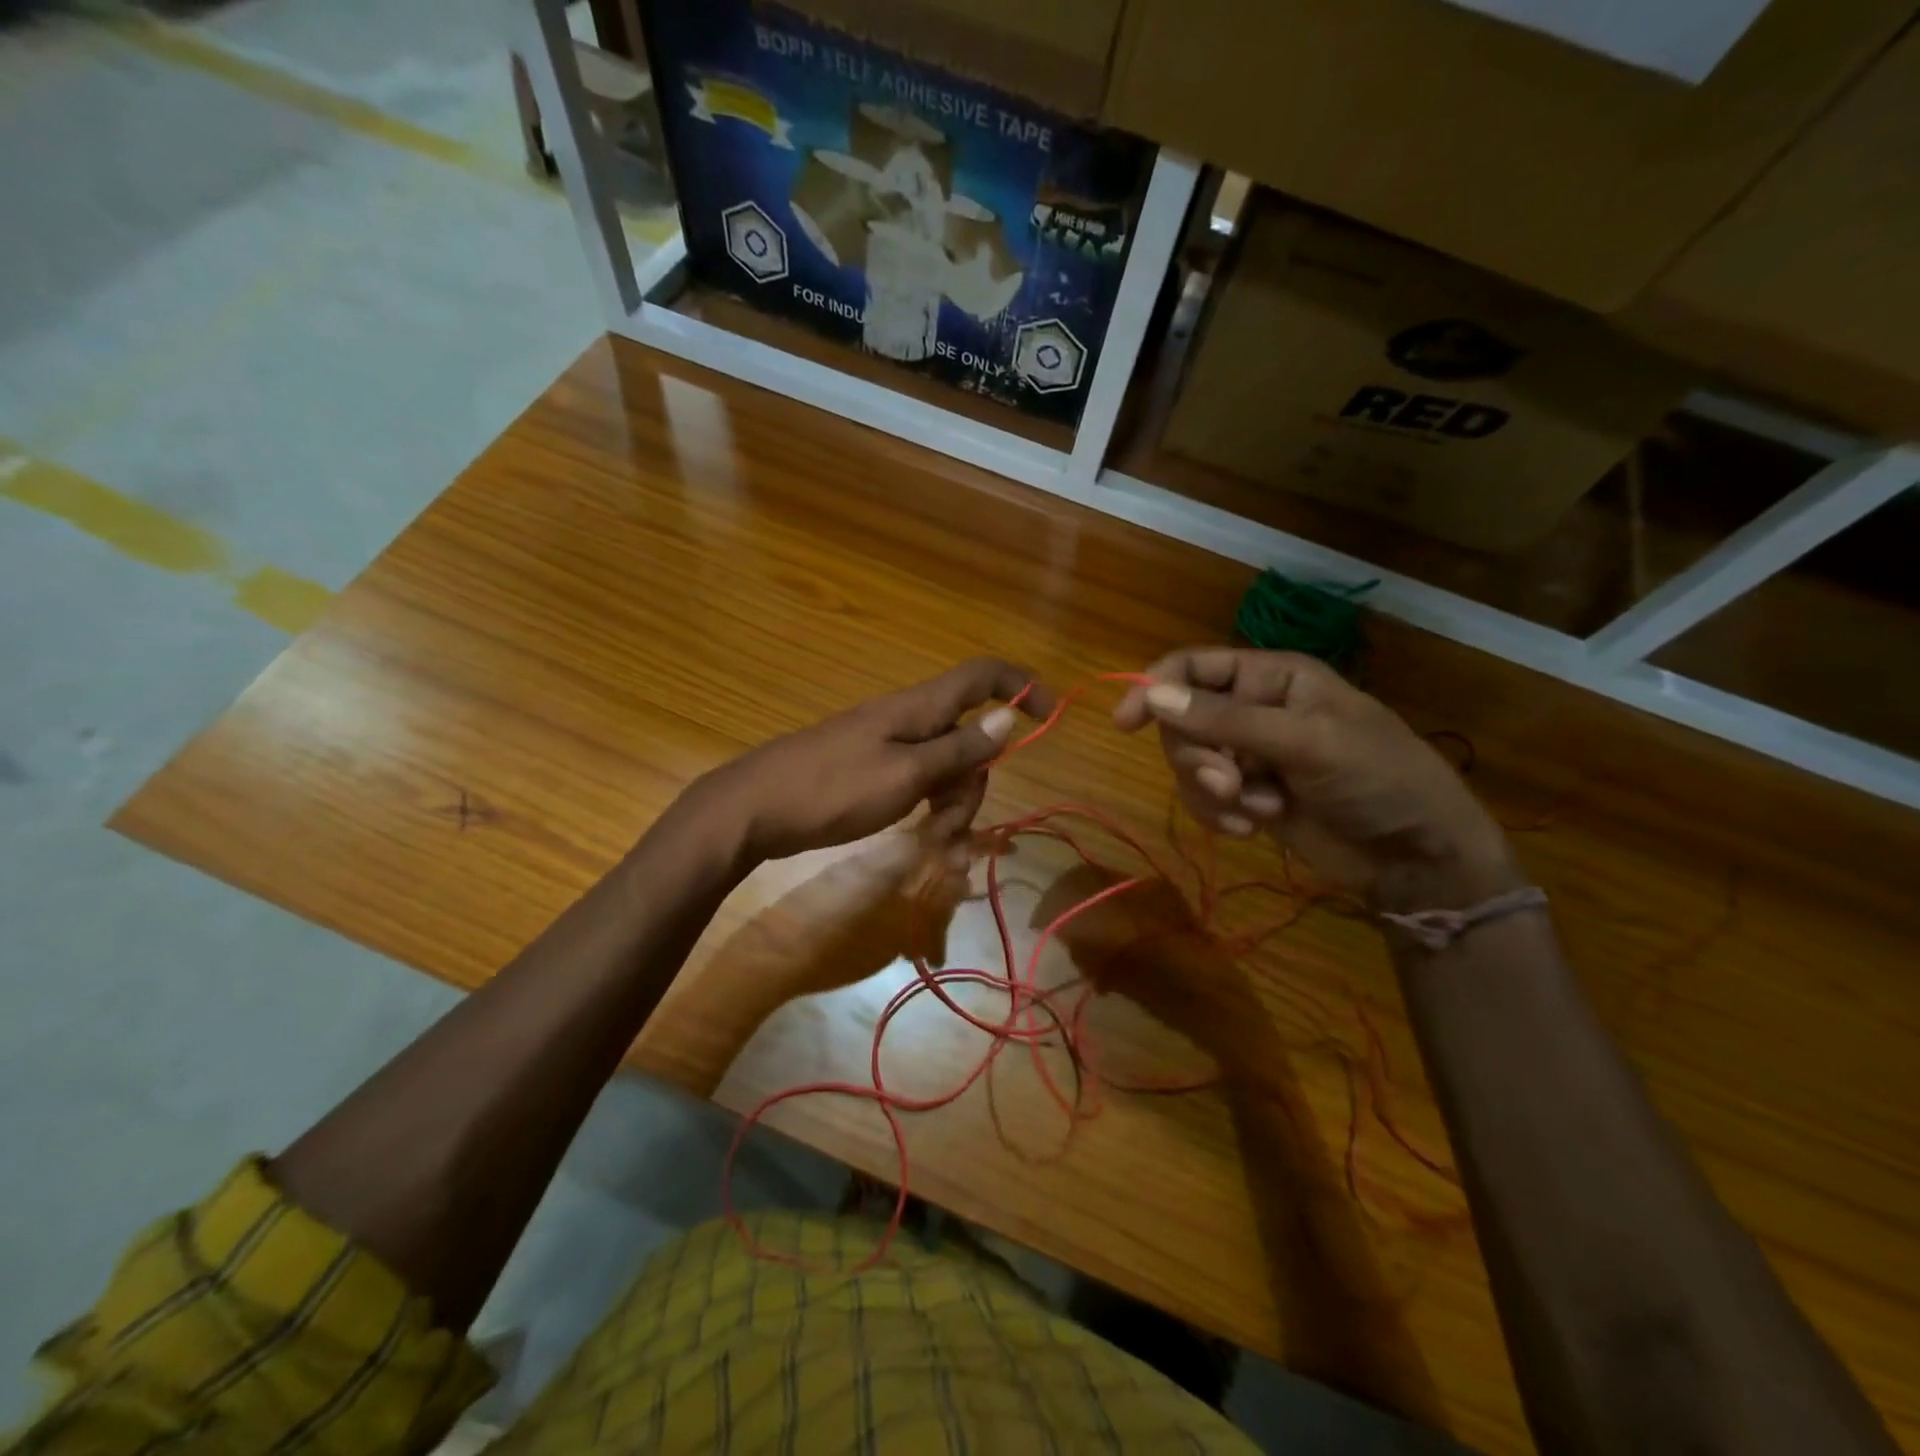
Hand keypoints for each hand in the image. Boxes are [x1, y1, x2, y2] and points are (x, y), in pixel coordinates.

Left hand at [693, 658, 1053, 866]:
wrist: (754, 809)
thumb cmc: (832, 789)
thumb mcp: (905, 774)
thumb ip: (959, 747)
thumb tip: (1009, 716)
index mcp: (919, 708)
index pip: (982, 676)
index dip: (1022, 686)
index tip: (1051, 717)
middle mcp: (908, 721)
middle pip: (968, 739)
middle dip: (974, 785)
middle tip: (952, 832)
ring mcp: (888, 747)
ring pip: (944, 769)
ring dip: (951, 809)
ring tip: (936, 852)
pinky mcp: (871, 772)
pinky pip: (918, 785)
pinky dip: (928, 812)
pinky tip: (925, 845)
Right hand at [1114, 649, 1514, 908]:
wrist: (1415, 856)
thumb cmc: (1378, 778)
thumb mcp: (1306, 741)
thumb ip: (1227, 719)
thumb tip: (1152, 696)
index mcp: (1272, 677)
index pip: (1194, 668)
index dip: (1155, 688)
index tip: (1126, 723)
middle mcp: (1252, 710)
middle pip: (1182, 721)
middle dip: (1199, 756)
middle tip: (1230, 783)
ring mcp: (1247, 755)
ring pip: (1188, 764)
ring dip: (1212, 791)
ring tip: (1254, 810)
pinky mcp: (1246, 796)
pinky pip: (1203, 798)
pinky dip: (1219, 815)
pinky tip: (1252, 829)